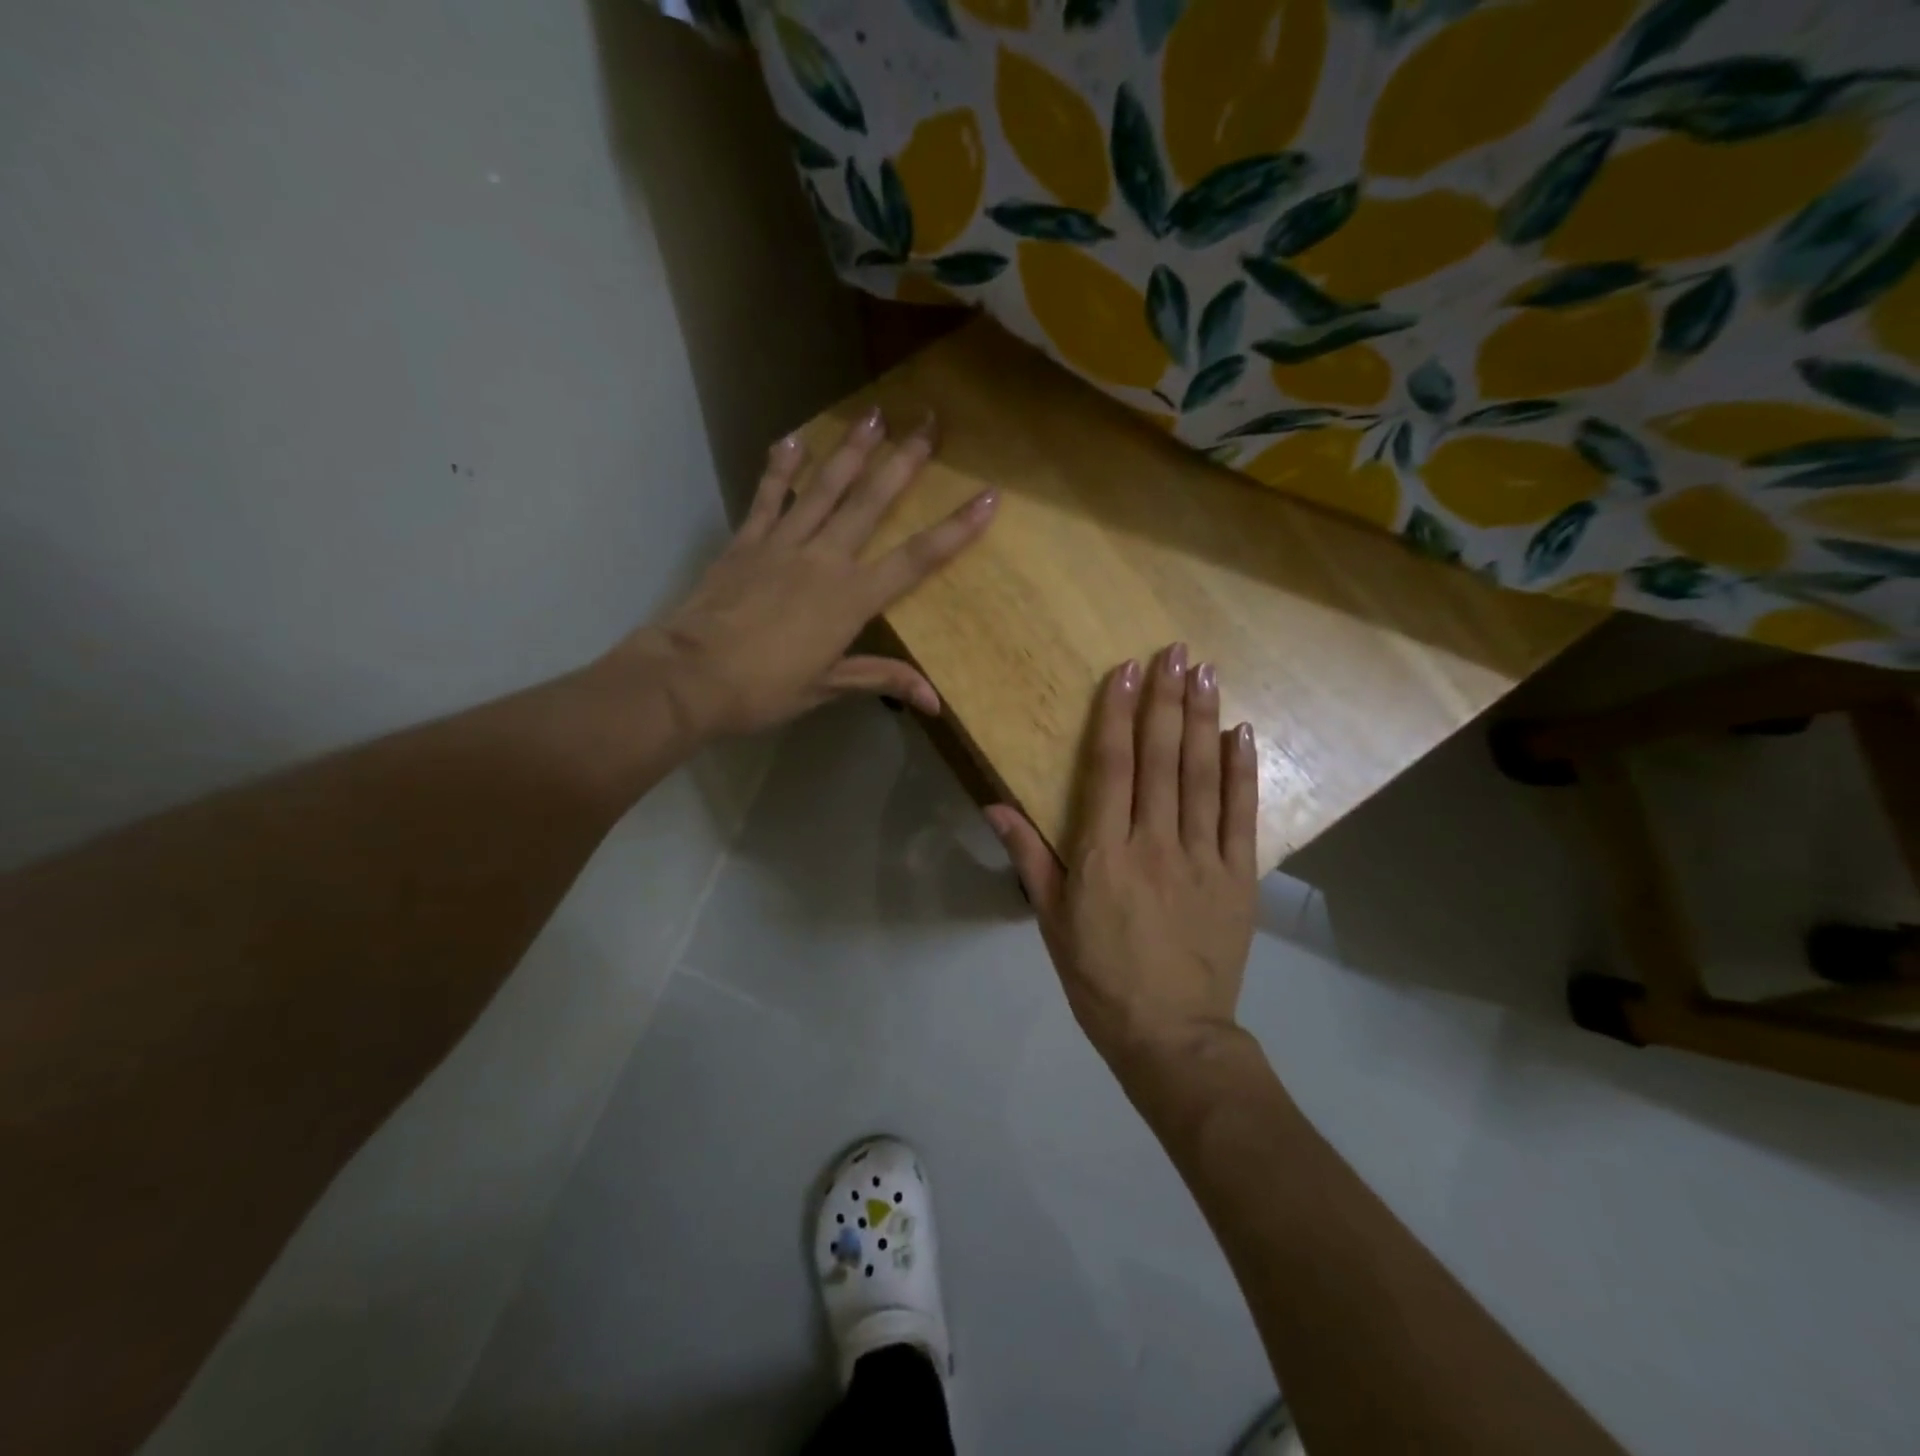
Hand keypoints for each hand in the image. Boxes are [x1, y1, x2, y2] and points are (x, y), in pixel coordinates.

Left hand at [607, 407, 996, 738]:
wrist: (691, 676)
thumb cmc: (764, 689)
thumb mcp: (827, 687)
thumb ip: (881, 679)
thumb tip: (935, 702)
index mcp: (852, 599)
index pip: (916, 560)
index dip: (956, 530)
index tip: (988, 496)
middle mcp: (824, 559)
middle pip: (872, 502)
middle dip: (905, 461)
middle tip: (930, 420)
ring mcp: (783, 543)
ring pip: (825, 487)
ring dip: (852, 449)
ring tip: (875, 414)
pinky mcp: (747, 540)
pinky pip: (768, 496)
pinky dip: (781, 467)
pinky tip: (795, 437)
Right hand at [987, 645, 1258, 1080]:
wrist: (1171, 1035)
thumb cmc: (1099, 977)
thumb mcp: (1052, 920)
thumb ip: (1028, 857)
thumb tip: (995, 805)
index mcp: (1104, 852)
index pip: (1111, 767)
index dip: (1117, 714)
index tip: (1125, 670)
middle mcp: (1154, 842)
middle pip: (1161, 758)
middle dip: (1166, 700)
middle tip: (1175, 652)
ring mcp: (1202, 857)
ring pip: (1202, 775)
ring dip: (1203, 720)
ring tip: (1205, 673)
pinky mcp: (1238, 876)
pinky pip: (1241, 814)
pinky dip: (1241, 771)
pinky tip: (1241, 733)